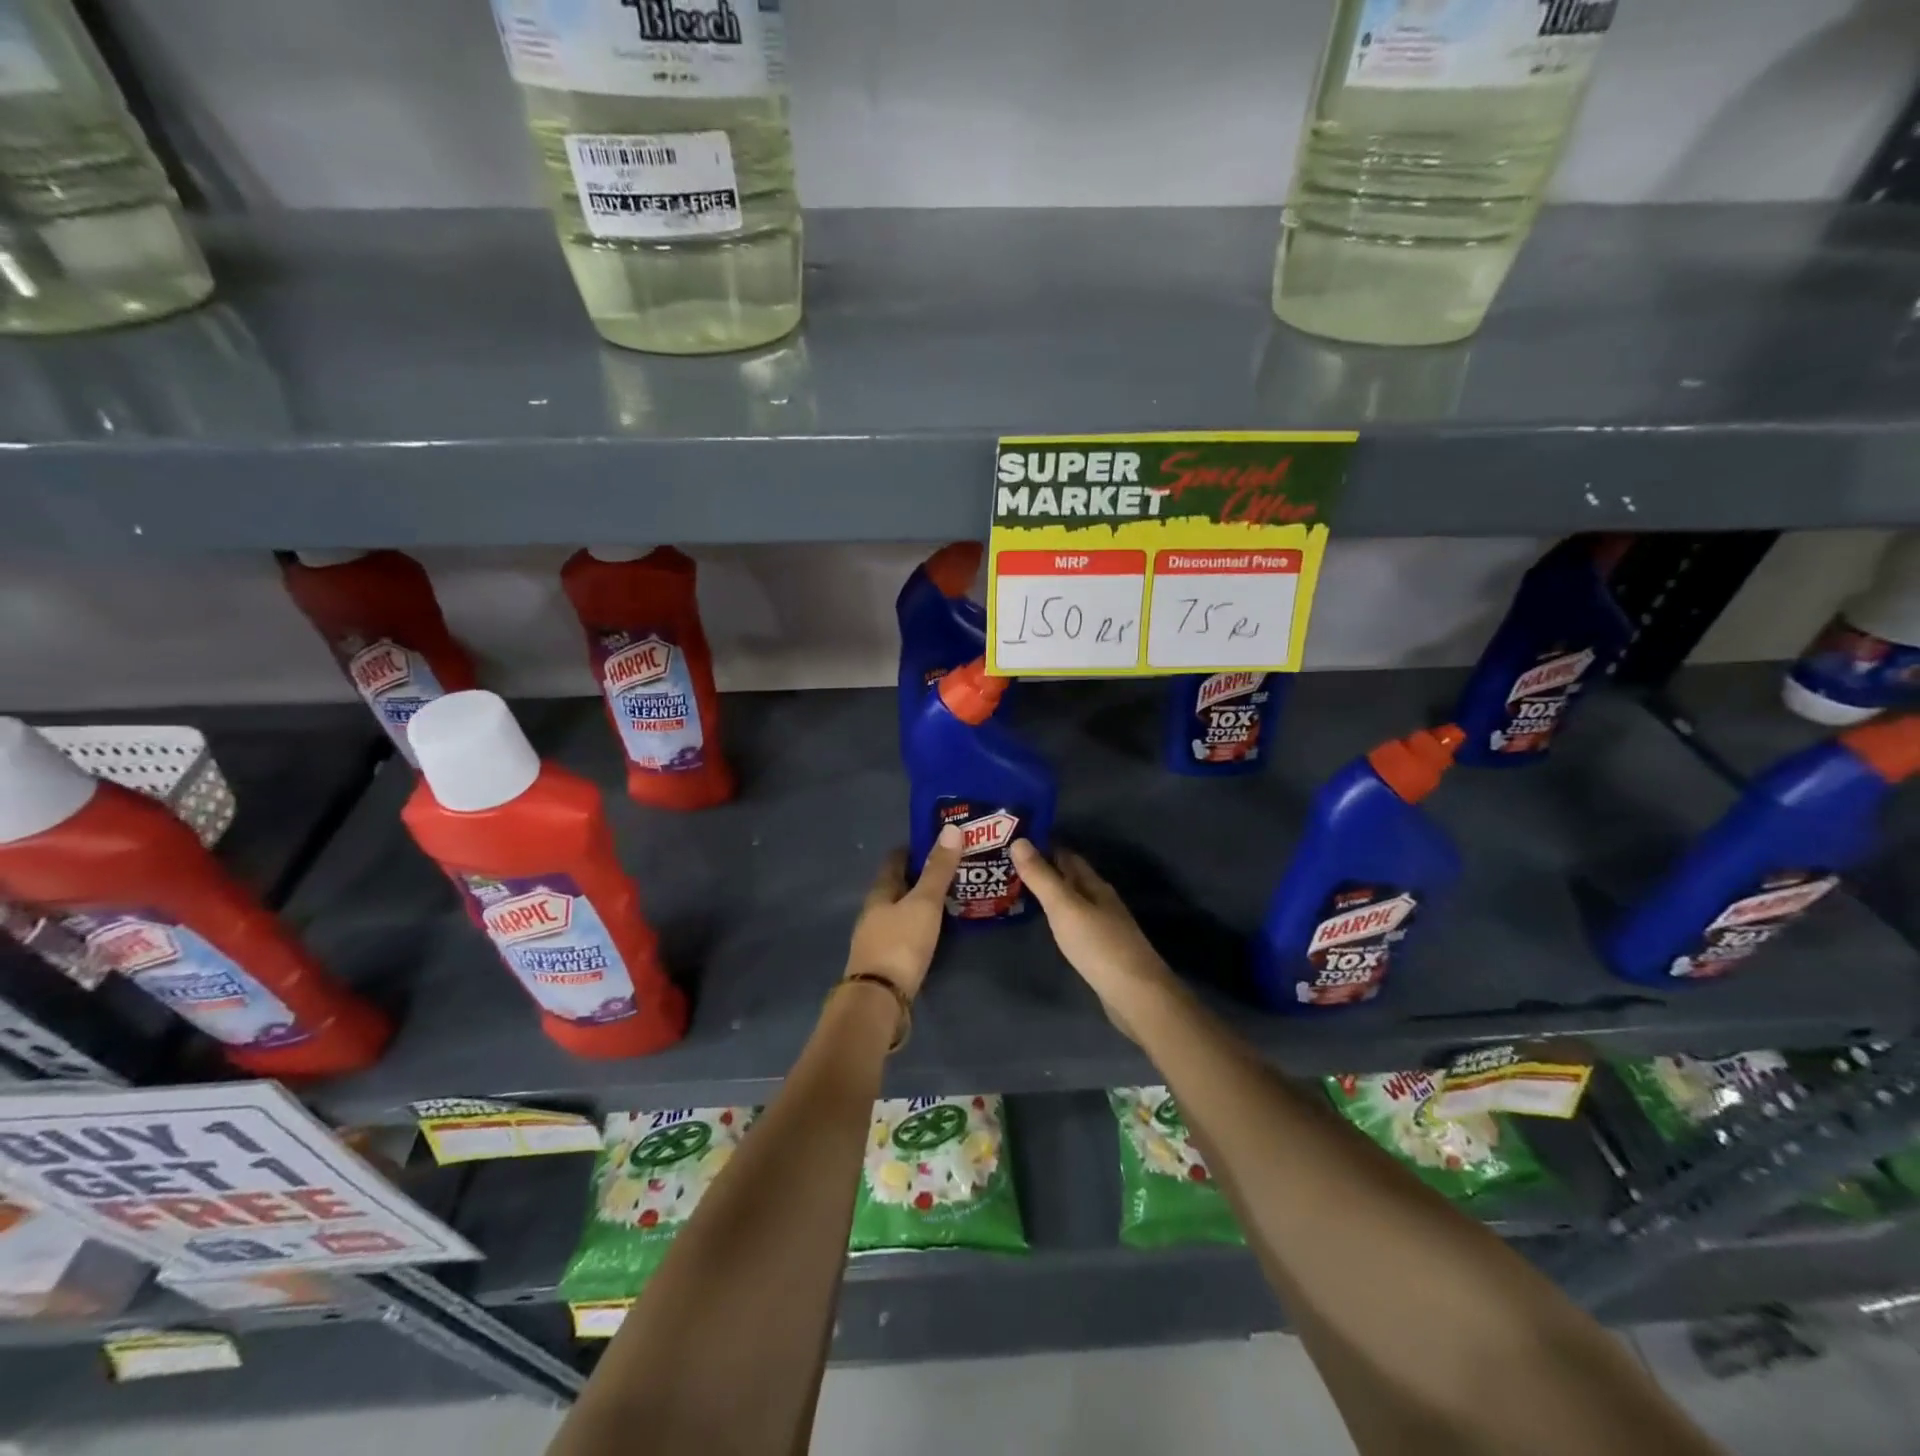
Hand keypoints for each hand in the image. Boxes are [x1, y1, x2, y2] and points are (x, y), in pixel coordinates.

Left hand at [842, 826, 963, 1000]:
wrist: (879, 1001)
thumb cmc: (900, 944)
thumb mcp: (924, 903)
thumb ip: (938, 870)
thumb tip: (951, 828)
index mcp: (879, 893)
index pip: (894, 861)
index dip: (913, 849)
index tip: (937, 841)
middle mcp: (874, 913)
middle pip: (897, 887)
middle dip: (920, 877)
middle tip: (951, 869)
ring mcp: (877, 939)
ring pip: (900, 912)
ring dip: (920, 904)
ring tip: (950, 899)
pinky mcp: (886, 963)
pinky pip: (905, 935)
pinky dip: (920, 927)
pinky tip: (937, 931)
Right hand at [1010, 840, 1178, 1041]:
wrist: (1136, 995)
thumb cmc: (1098, 945)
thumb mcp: (1064, 907)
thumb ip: (1041, 877)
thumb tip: (1019, 839)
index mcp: (1095, 885)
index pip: (1067, 856)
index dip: (1044, 846)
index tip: (1016, 840)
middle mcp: (1102, 901)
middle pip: (1071, 878)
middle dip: (1046, 869)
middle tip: (1009, 866)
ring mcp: (1104, 927)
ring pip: (1074, 901)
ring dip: (1051, 894)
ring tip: (1020, 892)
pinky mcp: (1102, 951)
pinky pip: (1075, 924)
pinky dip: (1058, 918)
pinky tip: (1047, 926)